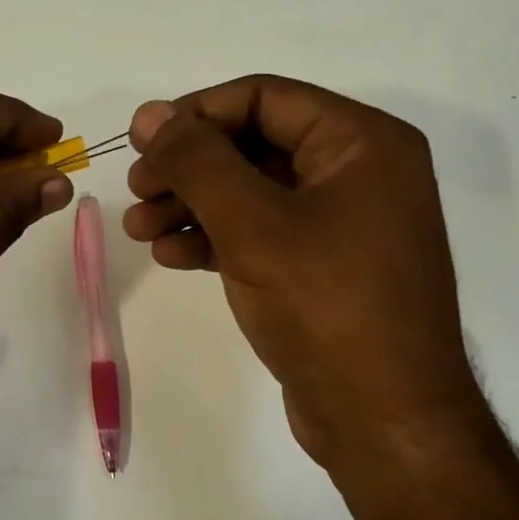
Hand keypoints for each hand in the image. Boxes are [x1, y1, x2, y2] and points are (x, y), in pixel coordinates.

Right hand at [122, 75, 489, 484]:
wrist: (383, 421)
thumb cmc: (326, 307)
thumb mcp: (253, 225)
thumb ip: (198, 161)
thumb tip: (151, 114)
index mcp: (362, 143)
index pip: (264, 98)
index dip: (196, 114)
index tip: (140, 141)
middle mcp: (359, 172)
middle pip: (253, 145)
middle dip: (188, 167)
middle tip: (135, 189)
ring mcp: (342, 223)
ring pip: (251, 192)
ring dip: (191, 204)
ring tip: (138, 229)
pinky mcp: (323, 267)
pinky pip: (261, 233)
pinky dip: (214, 238)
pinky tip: (171, 255)